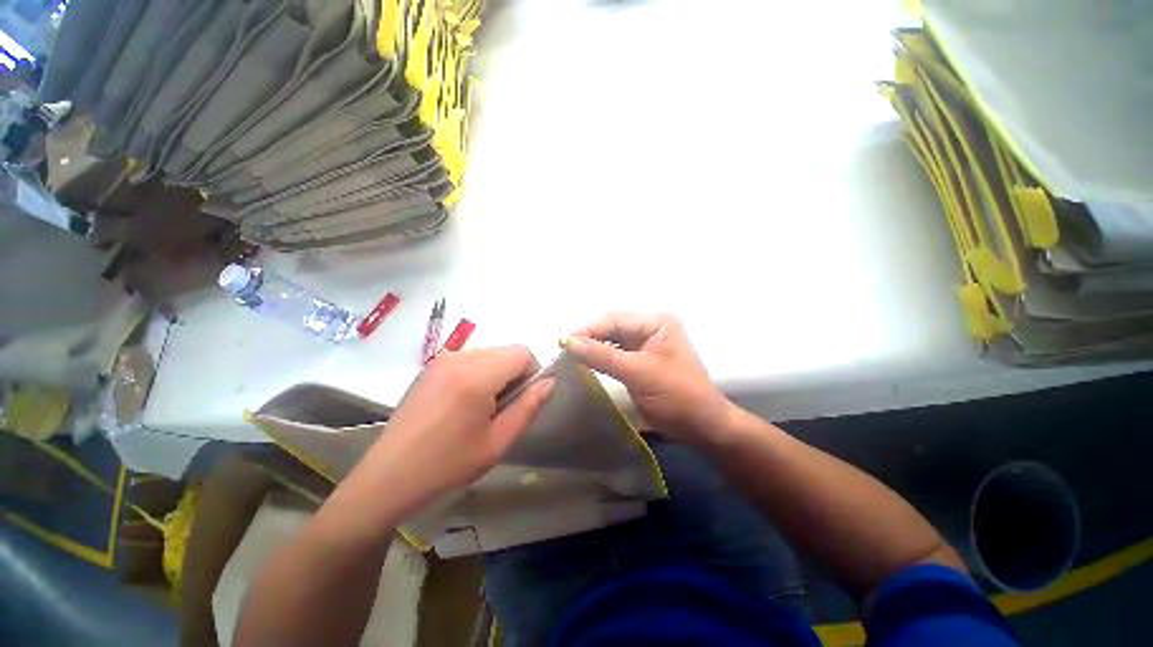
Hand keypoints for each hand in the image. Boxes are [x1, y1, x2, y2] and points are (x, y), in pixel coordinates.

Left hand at [362, 346, 552, 513]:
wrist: (388, 477)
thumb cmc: (447, 464)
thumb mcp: (497, 442)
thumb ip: (529, 407)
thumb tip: (550, 382)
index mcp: (477, 375)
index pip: (522, 352)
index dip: (531, 373)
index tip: (521, 401)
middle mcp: (459, 358)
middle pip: (506, 351)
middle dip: (514, 374)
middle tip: (501, 409)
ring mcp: (442, 359)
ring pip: (489, 354)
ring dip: (496, 374)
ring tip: (480, 408)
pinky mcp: (431, 366)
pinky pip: (469, 359)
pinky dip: (478, 374)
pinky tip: (462, 403)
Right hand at [564, 313, 734, 445]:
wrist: (702, 426)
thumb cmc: (676, 395)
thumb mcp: (637, 372)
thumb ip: (602, 356)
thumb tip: (569, 342)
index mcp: (656, 323)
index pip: (614, 320)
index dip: (588, 329)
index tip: (562, 341)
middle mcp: (651, 328)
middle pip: (613, 328)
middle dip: (589, 337)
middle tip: (563, 349)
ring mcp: (647, 345)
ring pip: (613, 341)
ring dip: (594, 348)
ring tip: (570, 355)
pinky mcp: (643, 361)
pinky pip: (617, 354)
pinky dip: (602, 358)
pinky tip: (587, 363)